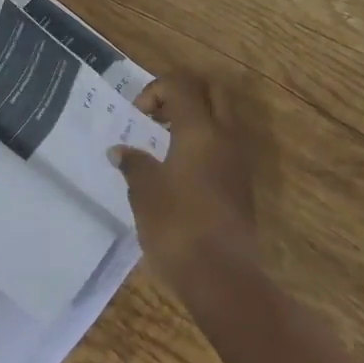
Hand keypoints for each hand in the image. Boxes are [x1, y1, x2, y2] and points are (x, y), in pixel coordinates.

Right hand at [110, 75, 256, 296]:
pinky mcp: (242, 187)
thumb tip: (121, 151)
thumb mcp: (145, 191)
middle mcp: (225, 137)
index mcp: (200, 129)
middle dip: (184, 94)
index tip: (138, 118)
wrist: (224, 279)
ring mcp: (238, 162)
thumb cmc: (178, 225)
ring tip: (165, 145)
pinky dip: (204, 145)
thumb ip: (134, 163)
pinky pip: (225, 147)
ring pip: (222, 119)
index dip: (155, 90)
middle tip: (158, 116)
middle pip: (212, 91)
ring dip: (196, 120)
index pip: (181, 84)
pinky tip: (180, 173)